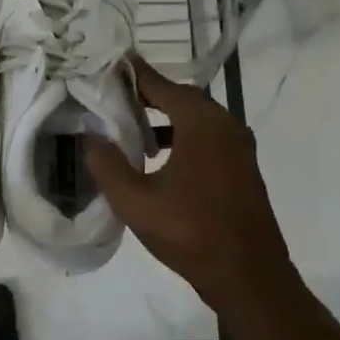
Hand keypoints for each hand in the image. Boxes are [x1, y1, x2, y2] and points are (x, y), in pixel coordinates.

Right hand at [84, 57, 295, 313]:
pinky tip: (157, 159)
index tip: (112, 62)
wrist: (249, 276)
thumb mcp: (135, 201)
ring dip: (164, 118)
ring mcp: (239, 149)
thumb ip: (107, 164)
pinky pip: (206, 139)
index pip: (163, 85)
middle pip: (182, 98)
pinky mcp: (242, 169)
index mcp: (203, 124)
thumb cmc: (191, 233)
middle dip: (148, 95)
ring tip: (130, 126)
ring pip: (196, 120)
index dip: (135, 74)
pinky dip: (180, 137)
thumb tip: (90, 137)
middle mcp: (226, 126)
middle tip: (114, 96)